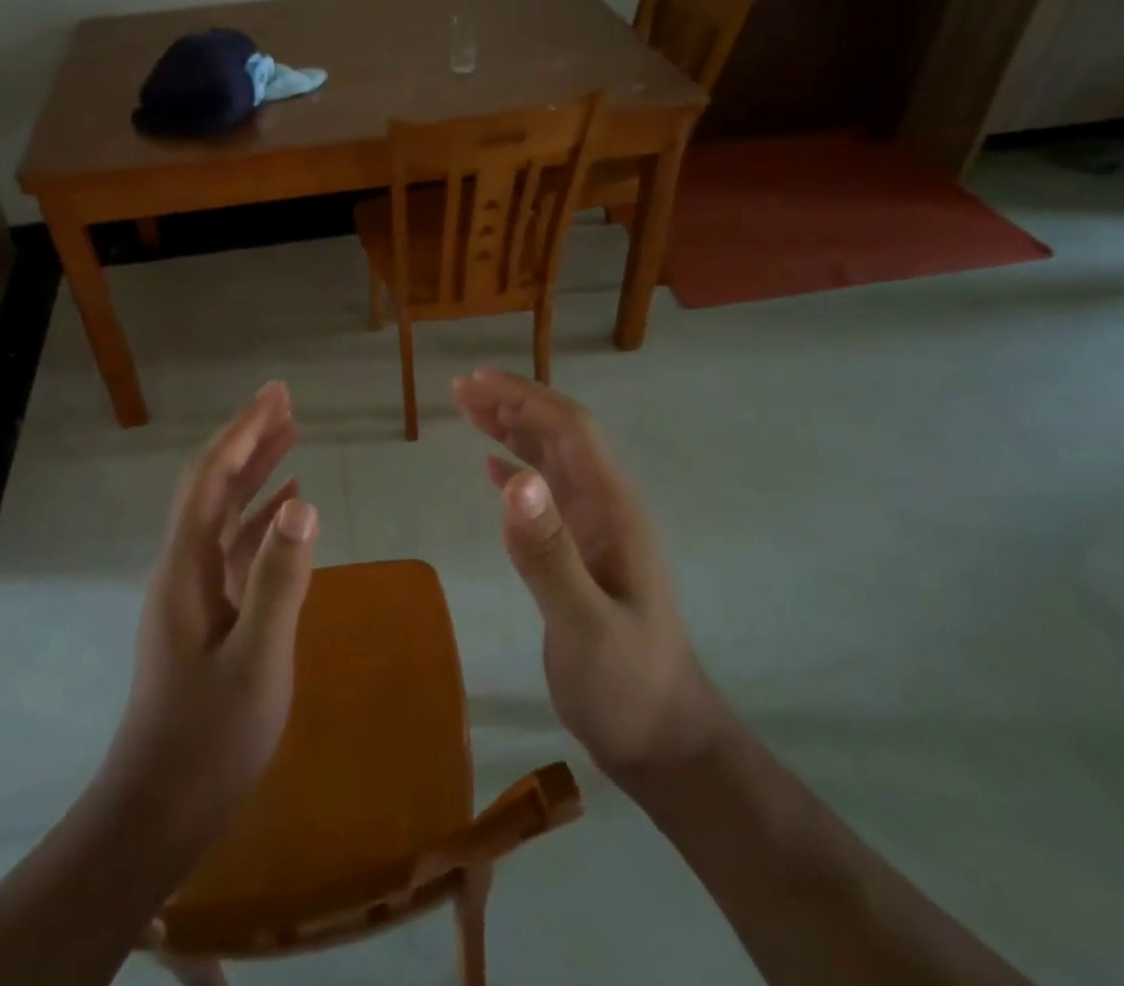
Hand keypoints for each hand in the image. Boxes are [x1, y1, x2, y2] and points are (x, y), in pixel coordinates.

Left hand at [109, 381, 318, 826]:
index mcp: (186, 566)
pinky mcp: (207, 613)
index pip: (212, 477)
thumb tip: (303, 502)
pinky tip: (286, 508)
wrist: (157, 811)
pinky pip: (234, 547)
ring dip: (255, 470)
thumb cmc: (208, 738)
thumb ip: (280, 579)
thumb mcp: (258, 660)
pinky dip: (260, 517)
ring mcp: (193, 591)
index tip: (275, 395)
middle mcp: (183, 566)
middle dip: (247, 437)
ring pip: (224, 512)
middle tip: (284, 400)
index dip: (243, 431)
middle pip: (213, 484)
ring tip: (290, 435)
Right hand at [453, 369, 728, 783]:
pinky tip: (490, 465)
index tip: (478, 381)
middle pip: (559, 435)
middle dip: (513, 403)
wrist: (663, 741)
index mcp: (614, 509)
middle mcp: (606, 508)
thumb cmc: (627, 686)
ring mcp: (594, 530)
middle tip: (460, 387)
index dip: (526, 398)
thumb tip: (514, 476)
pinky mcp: (580, 552)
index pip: (571, 431)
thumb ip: (549, 553)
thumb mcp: (586, 625)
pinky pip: (545, 494)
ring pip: (550, 460)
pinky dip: (515, 469)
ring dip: (512, 429)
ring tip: (468, 409)